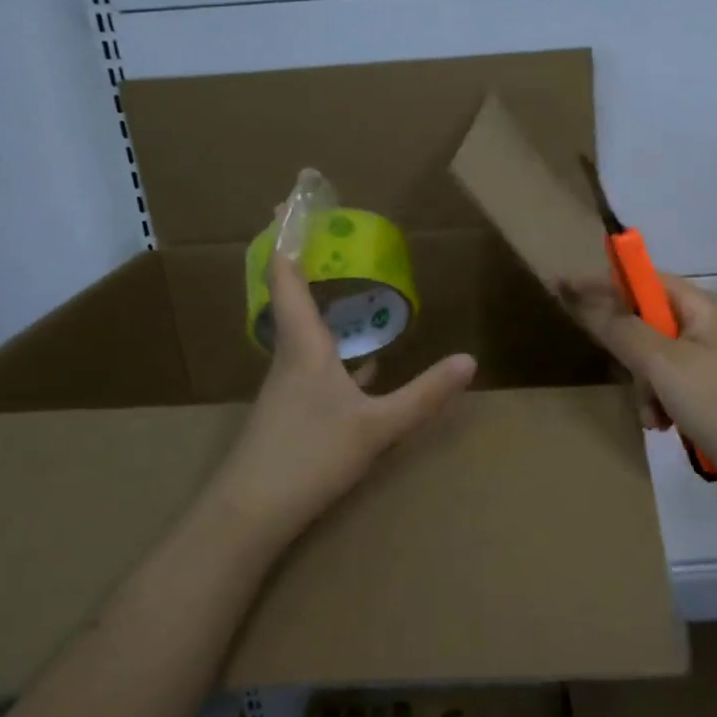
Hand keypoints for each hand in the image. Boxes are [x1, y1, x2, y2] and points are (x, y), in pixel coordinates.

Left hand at [209, 255, 475, 543]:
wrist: (247, 517)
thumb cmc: (308, 458)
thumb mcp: (377, 427)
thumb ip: (424, 395)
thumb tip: (469, 360)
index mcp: (304, 346)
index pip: (287, 277)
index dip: (288, 237)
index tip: (289, 199)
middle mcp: (290, 357)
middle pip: (291, 296)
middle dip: (305, 261)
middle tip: (324, 231)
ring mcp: (288, 386)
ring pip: (306, 331)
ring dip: (322, 304)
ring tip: (351, 287)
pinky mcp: (291, 412)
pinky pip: (317, 364)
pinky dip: (337, 350)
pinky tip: (365, 365)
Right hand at [558, 274, 716, 510]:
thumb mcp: (664, 364)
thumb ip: (622, 330)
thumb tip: (587, 301)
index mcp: (702, 309)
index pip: (645, 280)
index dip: (605, 281)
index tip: (565, 287)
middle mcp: (707, 329)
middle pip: (646, 322)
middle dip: (630, 352)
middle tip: (625, 372)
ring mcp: (711, 364)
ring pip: (653, 361)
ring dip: (645, 387)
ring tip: (654, 415)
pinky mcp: (711, 396)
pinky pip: (669, 388)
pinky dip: (660, 405)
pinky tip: (665, 427)